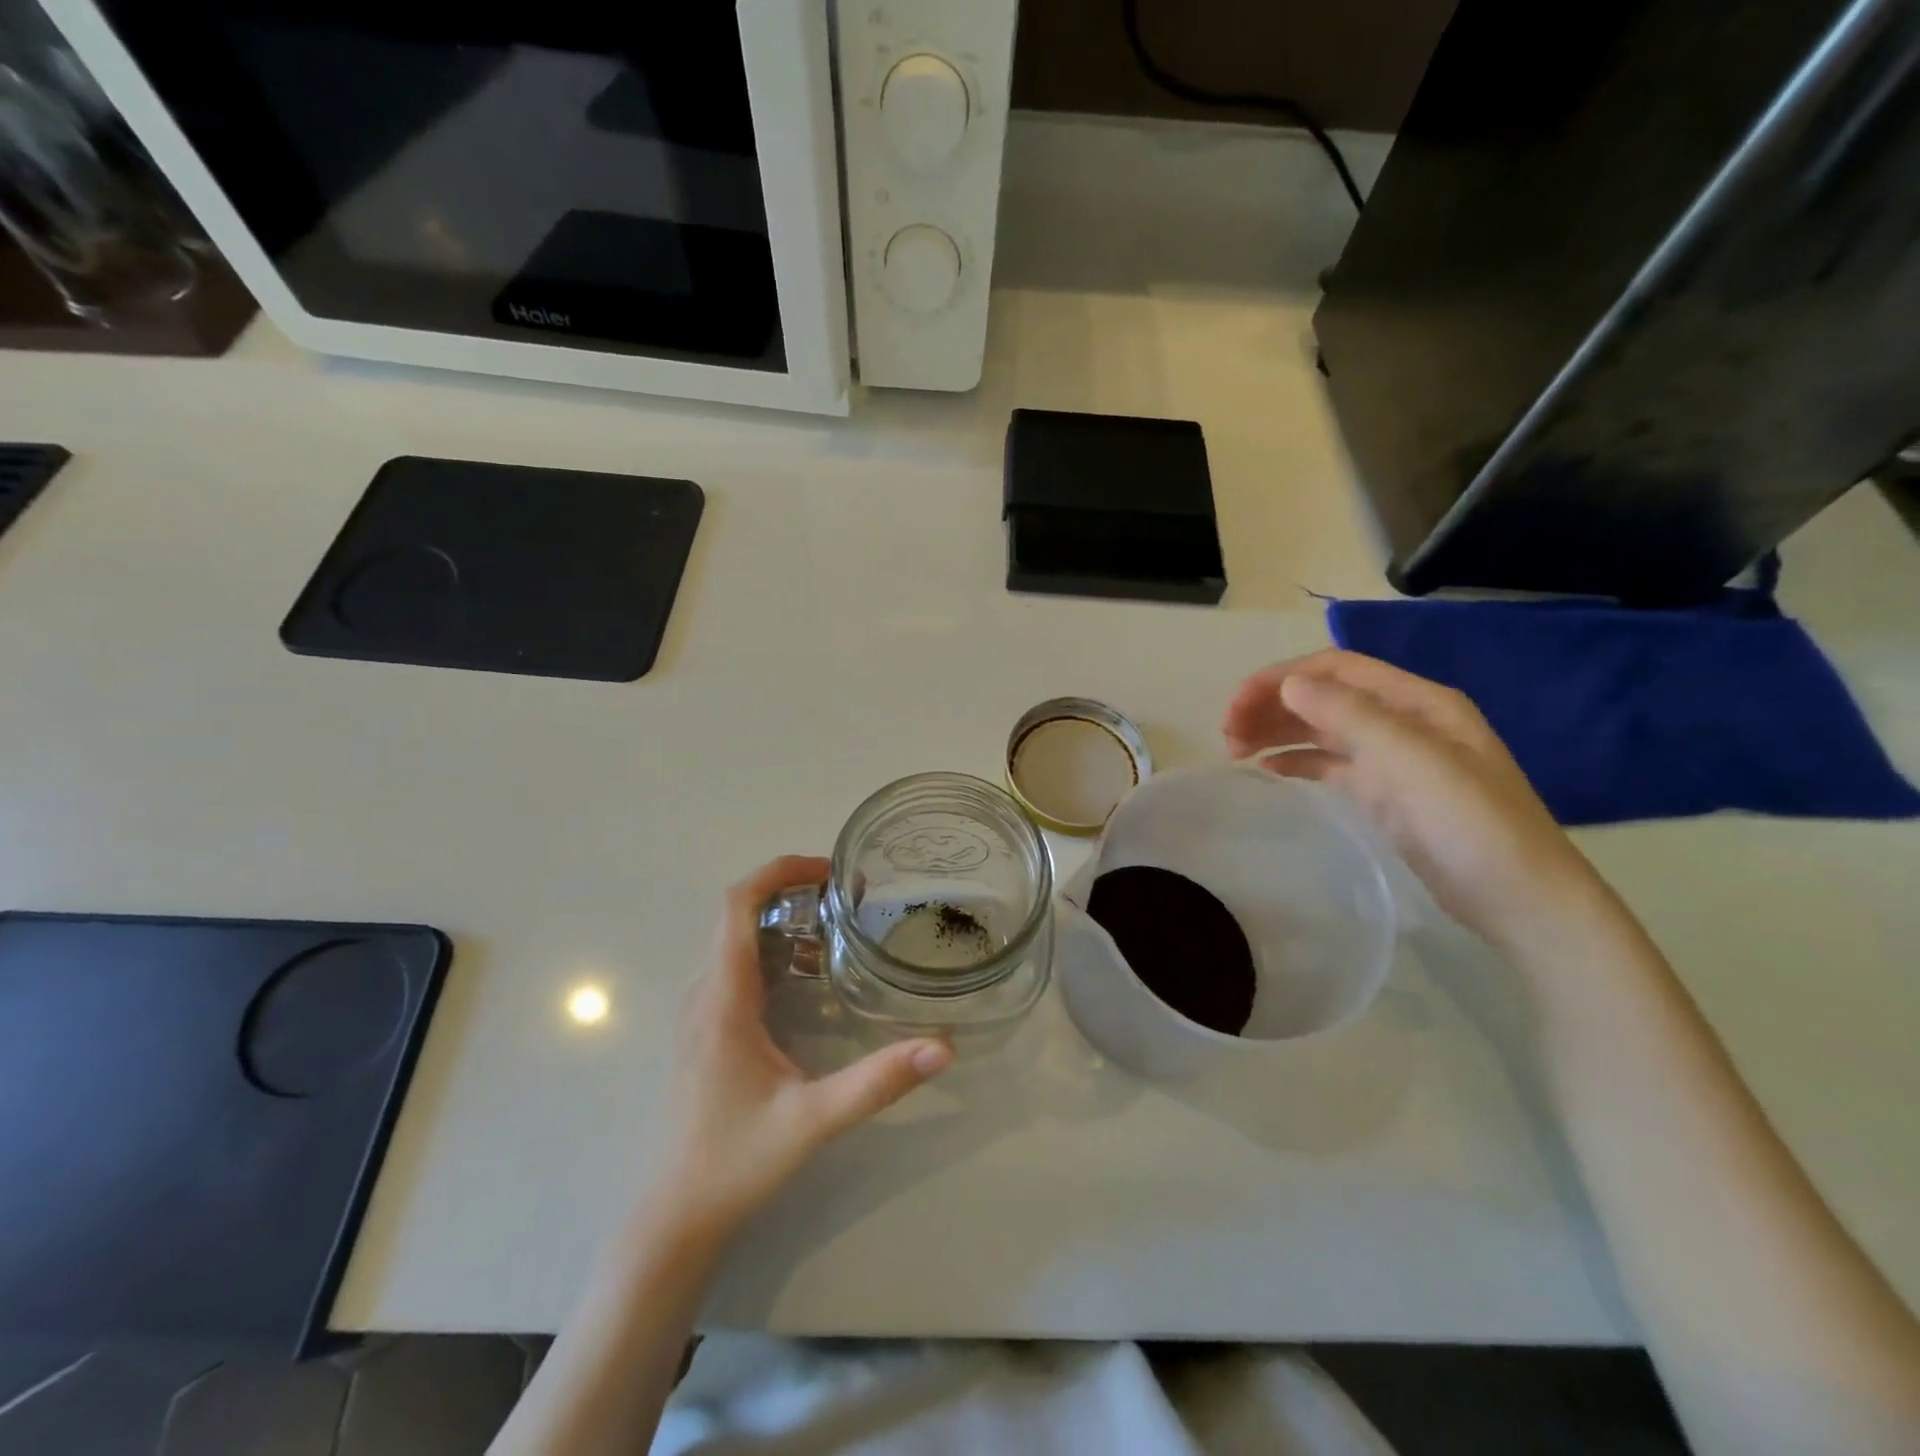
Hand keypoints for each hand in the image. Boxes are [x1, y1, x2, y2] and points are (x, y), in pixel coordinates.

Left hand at [652, 855, 953, 1238]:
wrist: (674, 1217)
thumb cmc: (734, 1162)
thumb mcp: (812, 1120)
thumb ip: (877, 1083)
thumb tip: (942, 1047)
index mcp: (723, 998)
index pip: (736, 905)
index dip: (779, 871)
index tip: (829, 870)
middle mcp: (704, 994)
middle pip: (736, 914)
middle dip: (789, 890)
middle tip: (847, 897)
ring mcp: (699, 1012)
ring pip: (734, 940)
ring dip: (779, 919)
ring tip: (835, 925)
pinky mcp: (704, 1031)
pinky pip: (733, 966)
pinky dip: (769, 949)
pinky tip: (807, 974)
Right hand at [1223, 649, 1600, 948]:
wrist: (1520, 900)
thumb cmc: (1471, 825)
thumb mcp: (1413, 763)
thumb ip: (1350, 717)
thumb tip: (1289, 683)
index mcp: (1416, 701)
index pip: (1334, 669)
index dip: (1280, 679)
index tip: (1236, 707)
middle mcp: (1402, 720)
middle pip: (1322, 696)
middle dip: (1271, 706)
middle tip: (1226, 736)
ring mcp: (1393, 758)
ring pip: (1321, 729)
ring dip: (1276, 732)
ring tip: (1234, 751)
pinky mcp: (1385, 793)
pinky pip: (1329, 764)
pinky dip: (1295, 761)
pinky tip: (1268, 770)